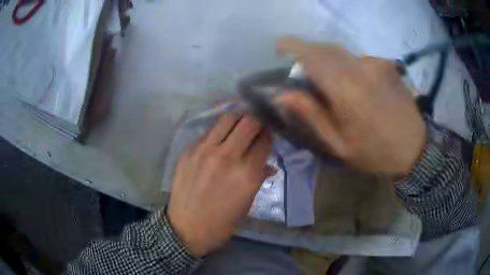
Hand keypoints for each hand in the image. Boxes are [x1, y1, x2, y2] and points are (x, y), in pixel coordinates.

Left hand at [167, 114, 272, 256]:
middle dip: (257, 120)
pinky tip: (220, 137)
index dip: (269, 135)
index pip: (264, 140)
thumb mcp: (247, 204)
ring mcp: (205, 150)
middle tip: (257, 125)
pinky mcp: (189, 150)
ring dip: (239, 118)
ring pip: (227, 118)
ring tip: (241, 123)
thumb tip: (269, 166)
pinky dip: (219, 130)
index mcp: (247, 174)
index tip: (269, 134)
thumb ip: (259, 179)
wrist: (186, 228)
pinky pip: (208, 131)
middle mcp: (227, 156)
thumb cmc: (222, 222)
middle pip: (249, 122)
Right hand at [275, 37, 425, 173]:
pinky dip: (348, 65)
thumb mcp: (339, 144)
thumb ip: (312, 116)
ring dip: (329, 59)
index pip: (312, 56)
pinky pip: (359, 58)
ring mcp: (376, 64)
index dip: (292, 45)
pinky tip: (355, 84)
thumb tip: (284, 95)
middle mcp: (360, 68)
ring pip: (342, 52)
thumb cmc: (375, 151)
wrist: (414, 148)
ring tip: (329, 80)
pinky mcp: (386, 65)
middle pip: (326, 48)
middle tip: (302, 68)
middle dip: (308, 52)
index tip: (278, 45)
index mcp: (346, 89)